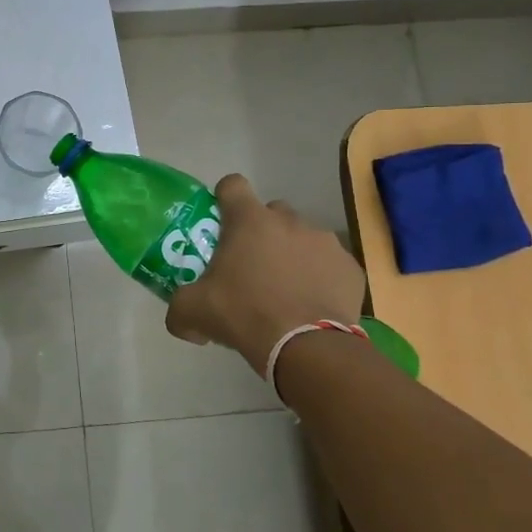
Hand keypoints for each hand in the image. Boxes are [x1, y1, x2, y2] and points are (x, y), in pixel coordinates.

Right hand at [164, 174, 364, 374]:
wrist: (307, 347)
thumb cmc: (244, 314)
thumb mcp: (193, 312)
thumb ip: (179, 308)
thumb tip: (180, 320)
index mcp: (249, 221)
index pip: (233, 185)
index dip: (224, 198)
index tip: (221, 220)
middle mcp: (289, 221)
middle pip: (271, 212)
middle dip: (261, 232)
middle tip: (251, 265)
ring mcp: (325, 242)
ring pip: (303, 238)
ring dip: (292, 255)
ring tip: (285, 291)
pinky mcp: (351, 268)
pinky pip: (330, 265)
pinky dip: (320, 278)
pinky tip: (311, 305)